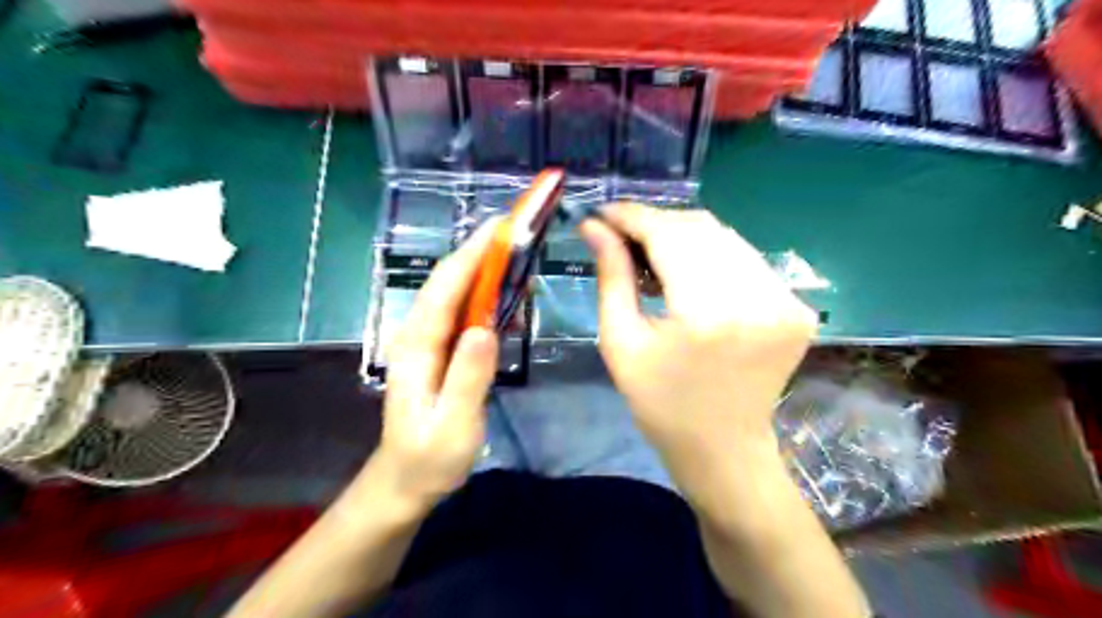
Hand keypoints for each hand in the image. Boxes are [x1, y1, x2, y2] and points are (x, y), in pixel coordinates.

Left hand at [374, 223, 501, 510]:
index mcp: (417, 346)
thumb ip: (467, 377)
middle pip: (450, 282)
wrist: (406, 480)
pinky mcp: (441, 351)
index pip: (445, 289)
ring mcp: (428, 341)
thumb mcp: (452, 424)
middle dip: (481, 251)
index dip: (473, 254)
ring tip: (518, 251)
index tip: (501, 227)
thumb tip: (486, 328)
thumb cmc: (429, 457)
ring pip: (456, 293)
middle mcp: (419, 334)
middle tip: (518, 229)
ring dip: (484, 269)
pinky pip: (463, 313)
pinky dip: (485, 295)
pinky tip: (507, 293)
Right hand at [579, 205, 812, 489]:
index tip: (604, 213)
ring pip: (725, 237)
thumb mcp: (621, 342)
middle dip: (656, 223)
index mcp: (707, 313)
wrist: (723, 449)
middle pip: (700, 228)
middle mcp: (756, 297)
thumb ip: (611, 277)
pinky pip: (746, 259)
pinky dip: (712, 256)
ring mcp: (785, 301)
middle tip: (623, 236)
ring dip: (683, 236)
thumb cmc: (660, 404)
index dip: (633, 217)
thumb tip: (594, 227)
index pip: (668, 235)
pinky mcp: (796, 307)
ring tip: (652, 254)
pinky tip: (689, 274)